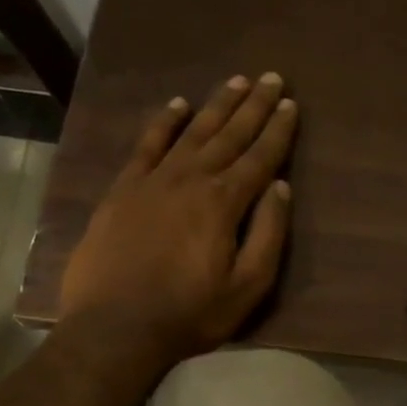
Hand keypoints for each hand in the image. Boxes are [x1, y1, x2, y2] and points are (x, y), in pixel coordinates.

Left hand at [59, 72, 297, 365]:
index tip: (291, 104)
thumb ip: (268, 234)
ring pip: (192, 132)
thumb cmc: (190, 314)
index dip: (278, 130)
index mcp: (224, 203)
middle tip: (271, 77)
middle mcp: (190, 180)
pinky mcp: (123, 190)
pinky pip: (146, 145)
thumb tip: (281, 187)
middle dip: (253, 106)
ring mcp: (152, 181)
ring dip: (216, 106)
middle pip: (229, 135)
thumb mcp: (248, 286)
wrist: (115, 328)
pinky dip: (163, 122)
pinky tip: (177, 105)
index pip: (260, 158)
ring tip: (235, 81)